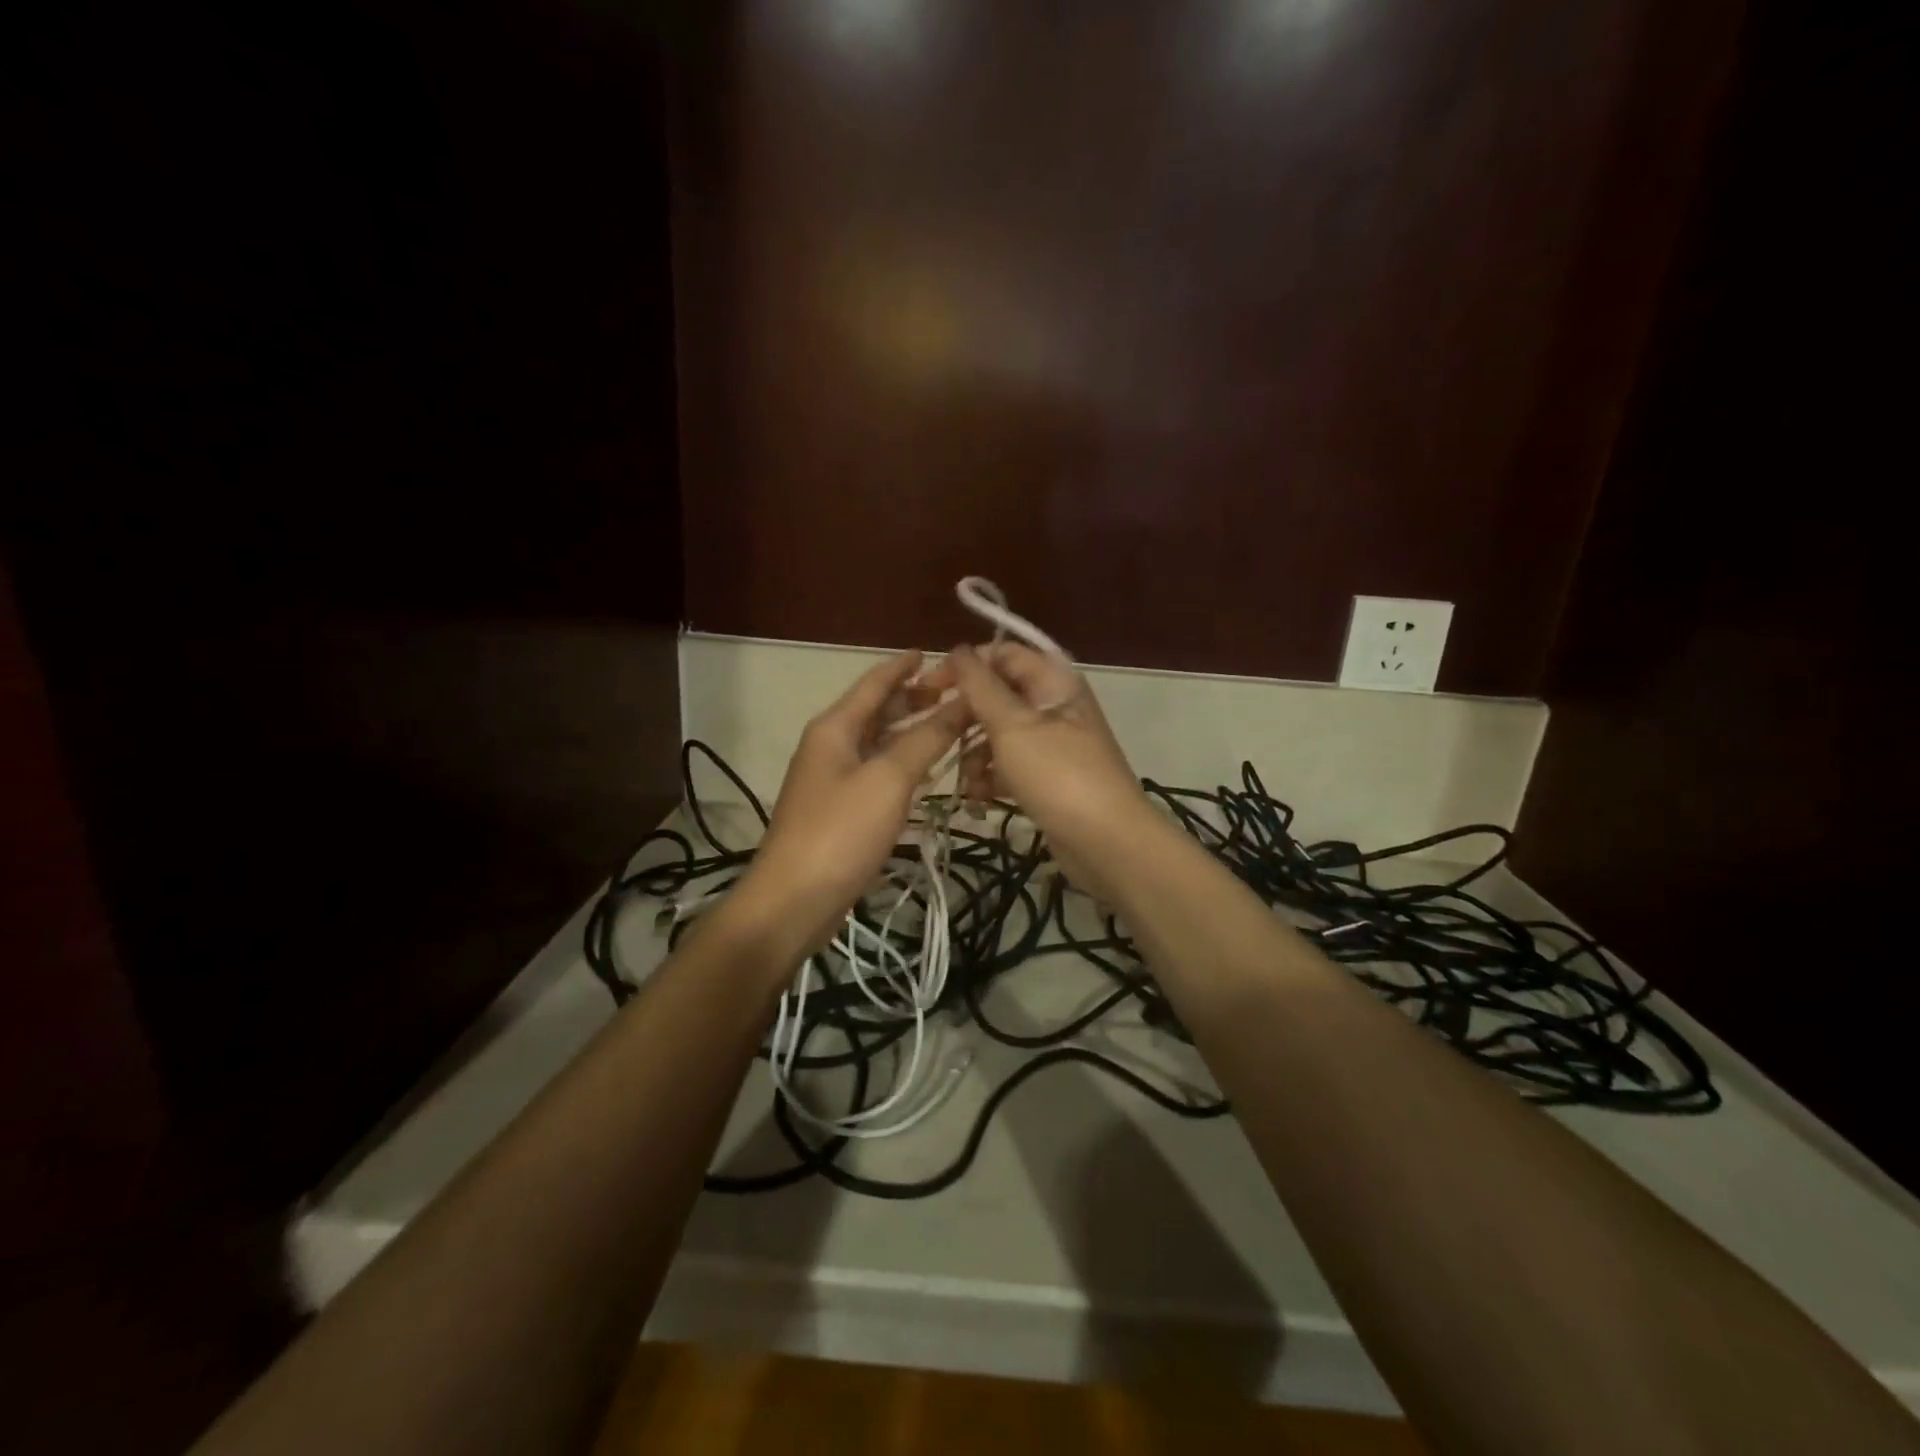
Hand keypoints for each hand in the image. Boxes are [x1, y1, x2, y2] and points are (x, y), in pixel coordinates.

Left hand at [730, 650, 968, 956]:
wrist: (793, 900)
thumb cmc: (840, 831)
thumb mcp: (888, 779)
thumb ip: (926, 739)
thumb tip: (962, 703)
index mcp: (835, 727)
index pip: (875, 682)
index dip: (904, 666)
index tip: (936, 653)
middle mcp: (831, 745)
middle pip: (877, 710)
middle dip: (914, 698)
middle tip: (956, 694)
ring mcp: (833, 778)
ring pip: (878, 742)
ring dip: (912, 731)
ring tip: (950, 726)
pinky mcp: (840, 810)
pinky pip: (877, 772)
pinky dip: (902, 763)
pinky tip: (927, 770)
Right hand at [947, 643, 1153, 898]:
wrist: (1107, 842)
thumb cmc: (1058, 775)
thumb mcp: (1013, 726)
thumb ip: (981, 686)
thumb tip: (959, 650)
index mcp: (1054, 681)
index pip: (1003, 654)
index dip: (966, 665)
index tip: (931, 687)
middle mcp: (1054, 705)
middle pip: (999, 696)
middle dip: (968, 718)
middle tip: (941, 739)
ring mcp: (1053, 743)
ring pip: (1000, 734)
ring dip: (976, 755)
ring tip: (969, 782)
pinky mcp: (1048, 777)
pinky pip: (1010, 765)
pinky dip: (992, 778)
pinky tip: (982, 799)